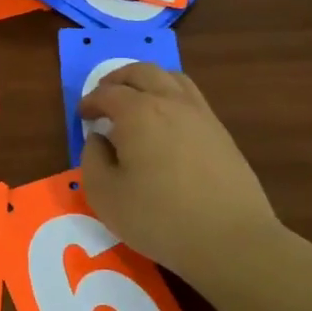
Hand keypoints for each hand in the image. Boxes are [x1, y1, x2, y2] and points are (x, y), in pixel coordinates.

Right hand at [77, 63, 274, 273]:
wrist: (230, 238)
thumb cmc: (158, 217)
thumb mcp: (105, 195)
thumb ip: (92, 159)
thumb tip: (98, 139)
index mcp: (137, 113)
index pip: (107, 94)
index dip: (90, 101)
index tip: (82, 115)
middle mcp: (169, 102)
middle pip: (141, 72)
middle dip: (117, 80)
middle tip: (104, 96)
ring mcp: (200, 114)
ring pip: (170, 78)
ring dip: (147, 80)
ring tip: (136, 99)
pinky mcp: (220, 131)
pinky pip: (190, 96)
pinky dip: (171, 95)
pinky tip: (166, 120)